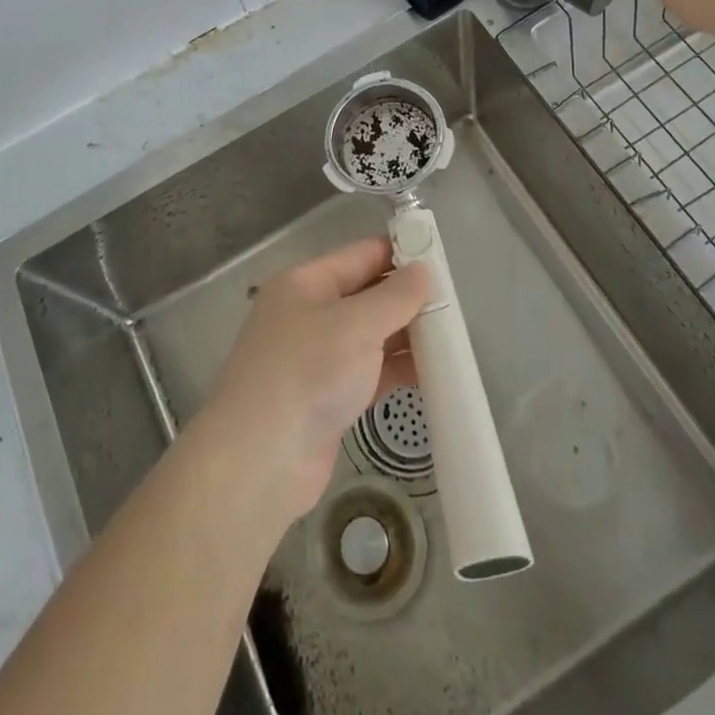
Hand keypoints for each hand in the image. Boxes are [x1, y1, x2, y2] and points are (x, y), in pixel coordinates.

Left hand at [193, 238, 427, 524]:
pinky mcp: (328, 397)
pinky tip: (433, 373)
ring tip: (452, 338)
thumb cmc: (307, 373)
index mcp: (305, 283)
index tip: (442, 258)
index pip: (360, 255)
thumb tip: (423, 270)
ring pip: (371, 336)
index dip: (399, 253)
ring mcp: (317, 358)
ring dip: (406, 336)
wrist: (260, 461)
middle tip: (454, 304)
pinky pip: (370, 371)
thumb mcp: (355, 325)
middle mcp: (308, 314)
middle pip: (367, 295)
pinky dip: (397, 370)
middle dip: (407, 298)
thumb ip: (394, 296)